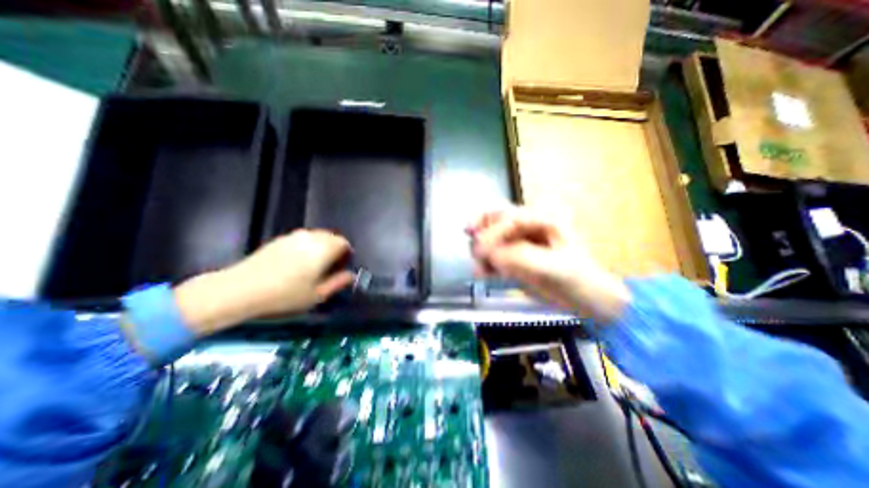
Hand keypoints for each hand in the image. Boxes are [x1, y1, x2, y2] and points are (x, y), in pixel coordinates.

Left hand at [173, 232, 354, 332]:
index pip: (344, 243)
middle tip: (330, 267)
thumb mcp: (317, 295)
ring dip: (321, 247)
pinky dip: (307, 246)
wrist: (239, 290)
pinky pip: (302, 239)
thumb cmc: (284, 295)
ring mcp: (293, 237)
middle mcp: (310, 237)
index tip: (342, 267)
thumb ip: (338, 283)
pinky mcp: (279, 239)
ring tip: (313, 265)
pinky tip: (296, 263)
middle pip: (331, 237)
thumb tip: (351, 276)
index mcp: (323, 249)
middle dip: (335, 249)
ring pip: (316, 236)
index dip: (346, 254)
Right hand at [468, 208, 632, 322]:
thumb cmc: (578, 279)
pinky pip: (492, 254)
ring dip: (481, 252)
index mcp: (543, 218)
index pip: (509, 218)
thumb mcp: (553, 267)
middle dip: (481, 235)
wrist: (586, 299)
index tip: (482, 252)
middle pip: (494, 220)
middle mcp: (528, 224)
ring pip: (490, 237)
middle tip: (475, 253)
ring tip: (481, 270)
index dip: (492, 233)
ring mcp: (519, 240)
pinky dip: (485, 263)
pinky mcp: (513, 255)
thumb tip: (490, 254)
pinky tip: (485, 274)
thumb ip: (520, 257)